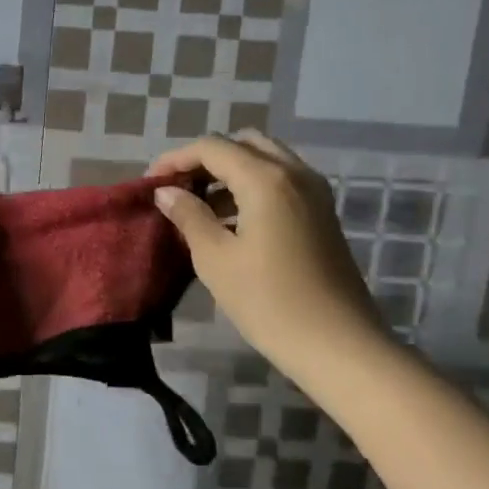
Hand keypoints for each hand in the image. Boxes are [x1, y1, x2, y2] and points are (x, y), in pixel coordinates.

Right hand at [149, 130, 386, 381]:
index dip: (175, 159)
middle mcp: (295, 174)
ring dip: (229, 173)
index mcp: (266, 180)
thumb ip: (189, 217)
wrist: (338, 344)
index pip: (212, 147)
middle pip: (243, 144)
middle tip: (178, 188)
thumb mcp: (216, 259)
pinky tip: (230, 223)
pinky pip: (281, 183)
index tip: (150, 184)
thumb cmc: (268, 302)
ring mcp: (314, 193)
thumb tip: (167, 192)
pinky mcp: (321, 214)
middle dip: (206, 160)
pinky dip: (251, 188)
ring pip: (265, 161)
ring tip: (198, 207)